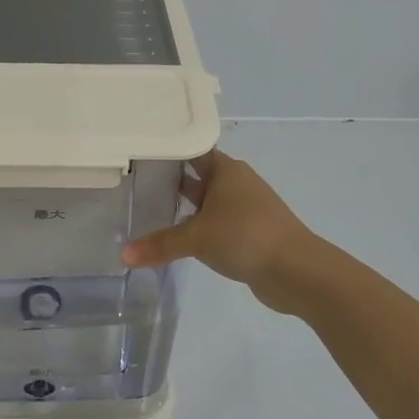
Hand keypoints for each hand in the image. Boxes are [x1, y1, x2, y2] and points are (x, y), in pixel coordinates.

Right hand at [121, 150, 316, 312]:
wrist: (297, 270)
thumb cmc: (245, 236)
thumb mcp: (197, 238)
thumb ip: (159, 244)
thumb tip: (122, 255)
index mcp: (225, 169)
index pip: (191, 149)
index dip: (166, 149)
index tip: (138, 150)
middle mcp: (235, 182)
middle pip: (197, 173)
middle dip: (170, 177)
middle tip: (134, 180)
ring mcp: (244, 207)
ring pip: (206, 199)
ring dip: (184, 204)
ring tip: (149, 207)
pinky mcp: (249, 230)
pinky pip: (215, 221)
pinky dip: (197, 225)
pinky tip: (177, 236)